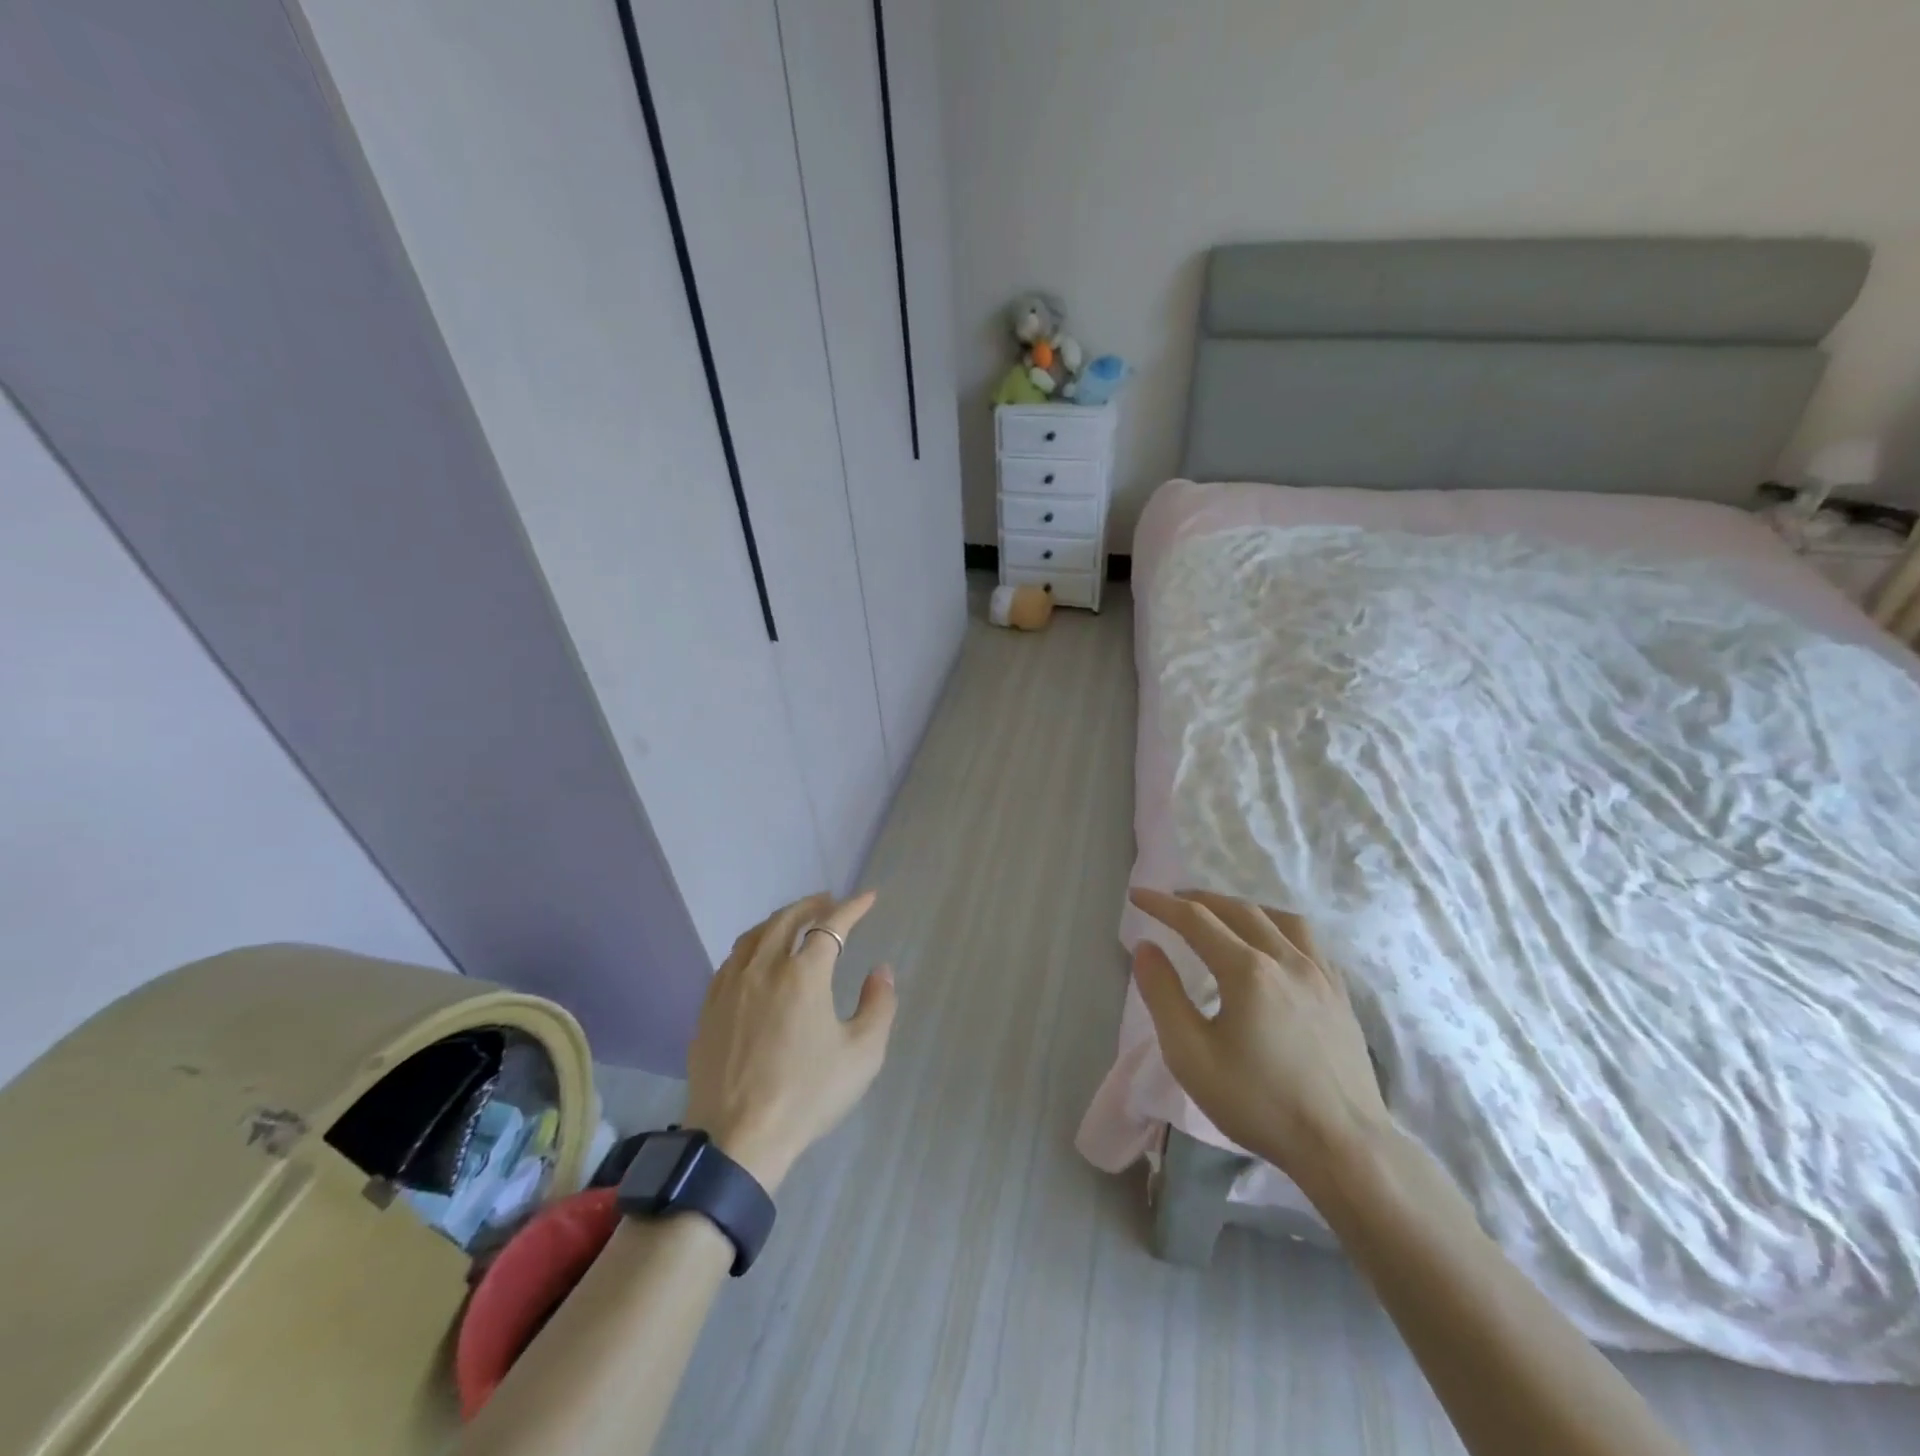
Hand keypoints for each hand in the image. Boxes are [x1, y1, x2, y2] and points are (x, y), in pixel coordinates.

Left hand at [681, 892, 896, 1191]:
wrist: (737, 1141)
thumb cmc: (807, 1096)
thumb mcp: (862, 1054)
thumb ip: (878, 1005)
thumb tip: (880, 971)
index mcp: (803, 974)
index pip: (831, 926)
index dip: (853, 908)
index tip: (868, 897)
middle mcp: (763, 969)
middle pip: (787, 920)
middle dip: (812, 905)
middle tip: (829, 902)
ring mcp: (730, 987)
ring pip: (754, 936)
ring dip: (779, 920)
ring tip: (794, 922)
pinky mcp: (708, 1009)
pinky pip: (732, 960)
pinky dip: (752, 946)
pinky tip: (756, 959)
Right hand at [1129, 888, 1389, 1186]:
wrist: (1344, 1147)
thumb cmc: (1259, 1103)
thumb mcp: (1191, 1055)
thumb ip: (1163, 996)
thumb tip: (1145, 948)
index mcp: (1247, 970)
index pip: (1196, 920)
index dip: (1162, 905)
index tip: (1137, 896)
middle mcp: (1286, 959)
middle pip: (1238, 910)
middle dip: (1200, 899)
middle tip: (1173, 901)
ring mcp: (1320, 974)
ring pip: (1279, 918)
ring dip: (1243, 908)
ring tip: (1223, 915)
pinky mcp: (1340, 994)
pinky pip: (1308, 941)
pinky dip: (1279, 927)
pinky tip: (1274, 945)